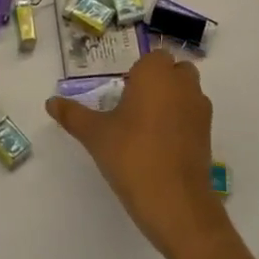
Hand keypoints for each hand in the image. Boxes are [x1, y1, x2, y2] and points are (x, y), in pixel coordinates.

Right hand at [47, 51, 229, 256]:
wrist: (174, 201)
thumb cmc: (131, 155)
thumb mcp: (94, 134)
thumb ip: (72, 115)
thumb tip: (50, 102)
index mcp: (156, 74)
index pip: (154, 57)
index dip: (140, 71)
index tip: (123, 91)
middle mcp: (183, 85)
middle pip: (175, 71)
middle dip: (159, 82)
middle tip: (133, 105)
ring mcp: (200, 110)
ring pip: (187, 93)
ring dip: (172, 101)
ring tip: (145, 127)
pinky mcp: (208, 135)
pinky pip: (193, 117)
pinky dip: (181, 123)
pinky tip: (160, 145)